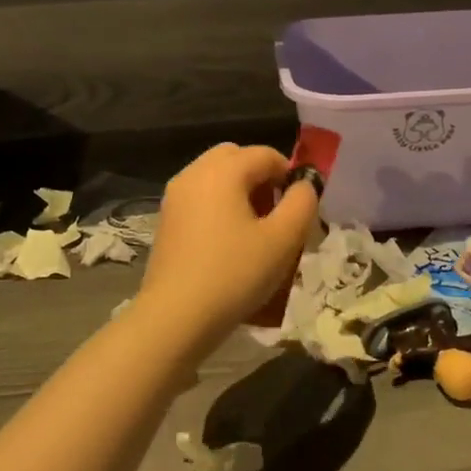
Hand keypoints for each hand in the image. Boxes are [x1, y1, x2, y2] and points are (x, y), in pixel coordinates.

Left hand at [136, 143, 318, 345]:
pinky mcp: (166, 220)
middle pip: (235, 158)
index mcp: (222, 170)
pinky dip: (218, 207)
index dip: (290, 175)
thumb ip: (302, 203)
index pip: (266, 154)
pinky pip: (200, 198)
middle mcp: (194, 174)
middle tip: (276, 213)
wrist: (176, 316)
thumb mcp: (283, 240)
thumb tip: (304, 185)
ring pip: (215, 177)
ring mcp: (174, 197)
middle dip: (261, 177)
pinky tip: (228, 243)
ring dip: (239, 192)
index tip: (300, 208)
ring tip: (255, 231)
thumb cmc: (235, 274)